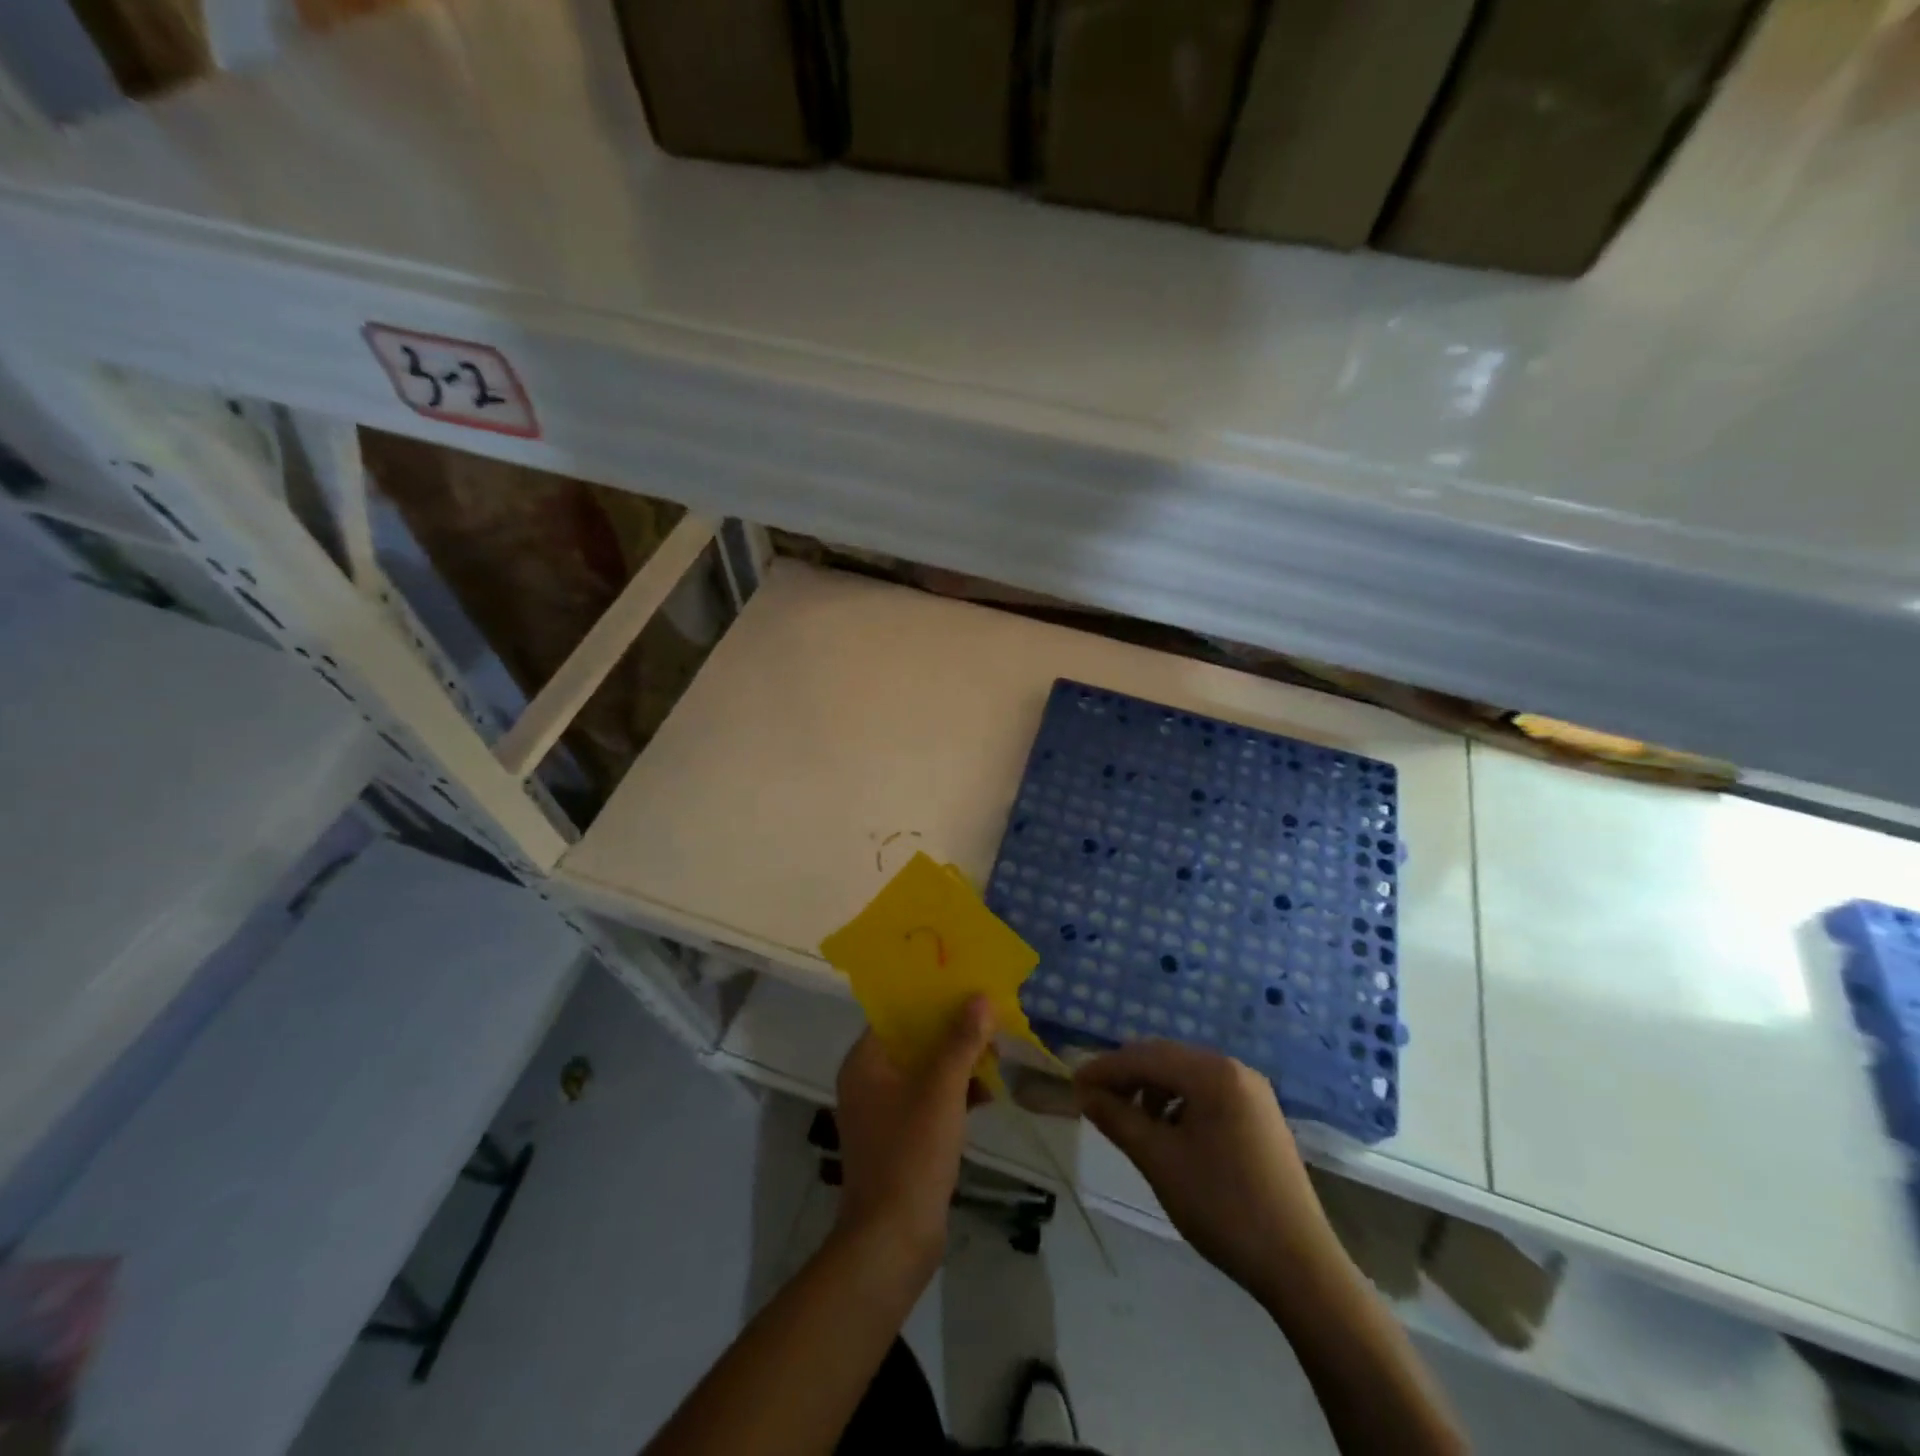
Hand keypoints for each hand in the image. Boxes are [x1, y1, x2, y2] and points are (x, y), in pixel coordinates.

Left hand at [833, 997, 994, 1282]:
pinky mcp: (901, 1138)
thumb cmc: (911, 1154)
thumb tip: (981, 997)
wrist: (893, 1241)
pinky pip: (929, 1099)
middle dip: (952, 1028)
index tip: (964, 984)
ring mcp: (883, 1112)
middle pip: (913, 1040)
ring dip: (958, 1060)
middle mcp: (868, 1081)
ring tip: (997, 1050)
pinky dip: (955, 1092)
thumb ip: (961, 1041)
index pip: (896, 1013)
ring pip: (924, 1070)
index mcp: (865, 1062)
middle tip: (989, 1016)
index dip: (930, 996)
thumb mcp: (942, 1090)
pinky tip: (989, 1092)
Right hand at [1075, 1040, 1334, 1305]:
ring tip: (1130, 1121)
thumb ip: (1118, 1119)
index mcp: (1213, 1073)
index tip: (1074, 1085)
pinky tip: (1169, 1133)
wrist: (1300, 1266)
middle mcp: (1234, 1070)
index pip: (1145, 1056)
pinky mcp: (1260, 1116)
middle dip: (1127, 1076)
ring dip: (1152, 1090)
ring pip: (1187, 1076)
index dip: (1106, 1068)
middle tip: (1094, 1100)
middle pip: (1166, 1059)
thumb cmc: (1222, 1206)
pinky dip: (1179, 1104)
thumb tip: (1084, 1093)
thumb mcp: (1159, 1161)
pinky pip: (1208, 1094)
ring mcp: (1252, 1092)